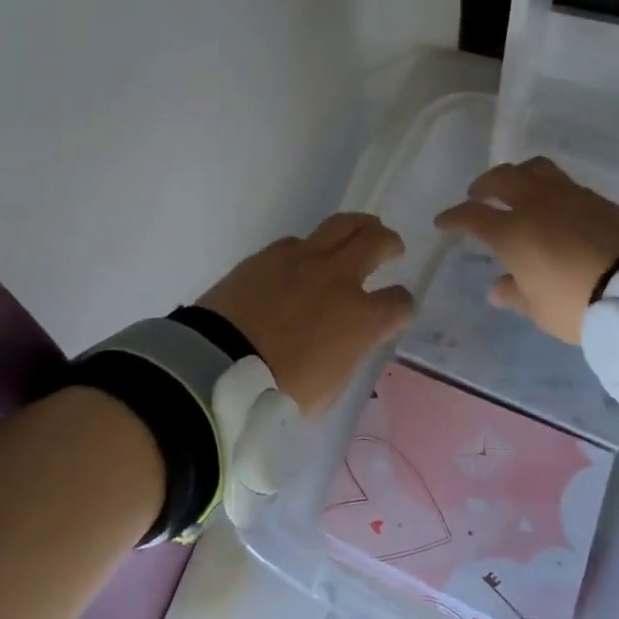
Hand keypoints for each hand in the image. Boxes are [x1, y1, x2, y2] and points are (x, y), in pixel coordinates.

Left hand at [199, 213, 414, 415]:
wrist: (216, 368)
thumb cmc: (276, 393)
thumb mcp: (329, 388)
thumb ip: (348, 354)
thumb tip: (349, 340)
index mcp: (360, 319)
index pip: (399, 302)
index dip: (402, 306)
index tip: (396, 311)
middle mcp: (338, 279)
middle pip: (377, 242)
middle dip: (390, 244)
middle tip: (392, 248)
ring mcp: (303, 260)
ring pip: (343, 225)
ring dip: (360, 226)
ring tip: (363, 229)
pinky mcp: (269, 255)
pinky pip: (299, 241)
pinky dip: (311, 248)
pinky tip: (305, 259)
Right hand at [435, 157, 618, 344]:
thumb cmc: (577, 304)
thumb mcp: (539, 309)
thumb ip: (514, 293)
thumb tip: (497, 287)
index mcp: (512, 232)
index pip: (471, 216)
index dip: (453, 217)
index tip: (443, 222)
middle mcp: (536, 205)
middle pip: (501, 179)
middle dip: (483, 185)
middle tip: (477, 195)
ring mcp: (568, 196)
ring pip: (534, 168)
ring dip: (517, 174)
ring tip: (516, 187)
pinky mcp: (597, 199)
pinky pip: (564, 182)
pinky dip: (549, 187)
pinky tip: (554, 203)